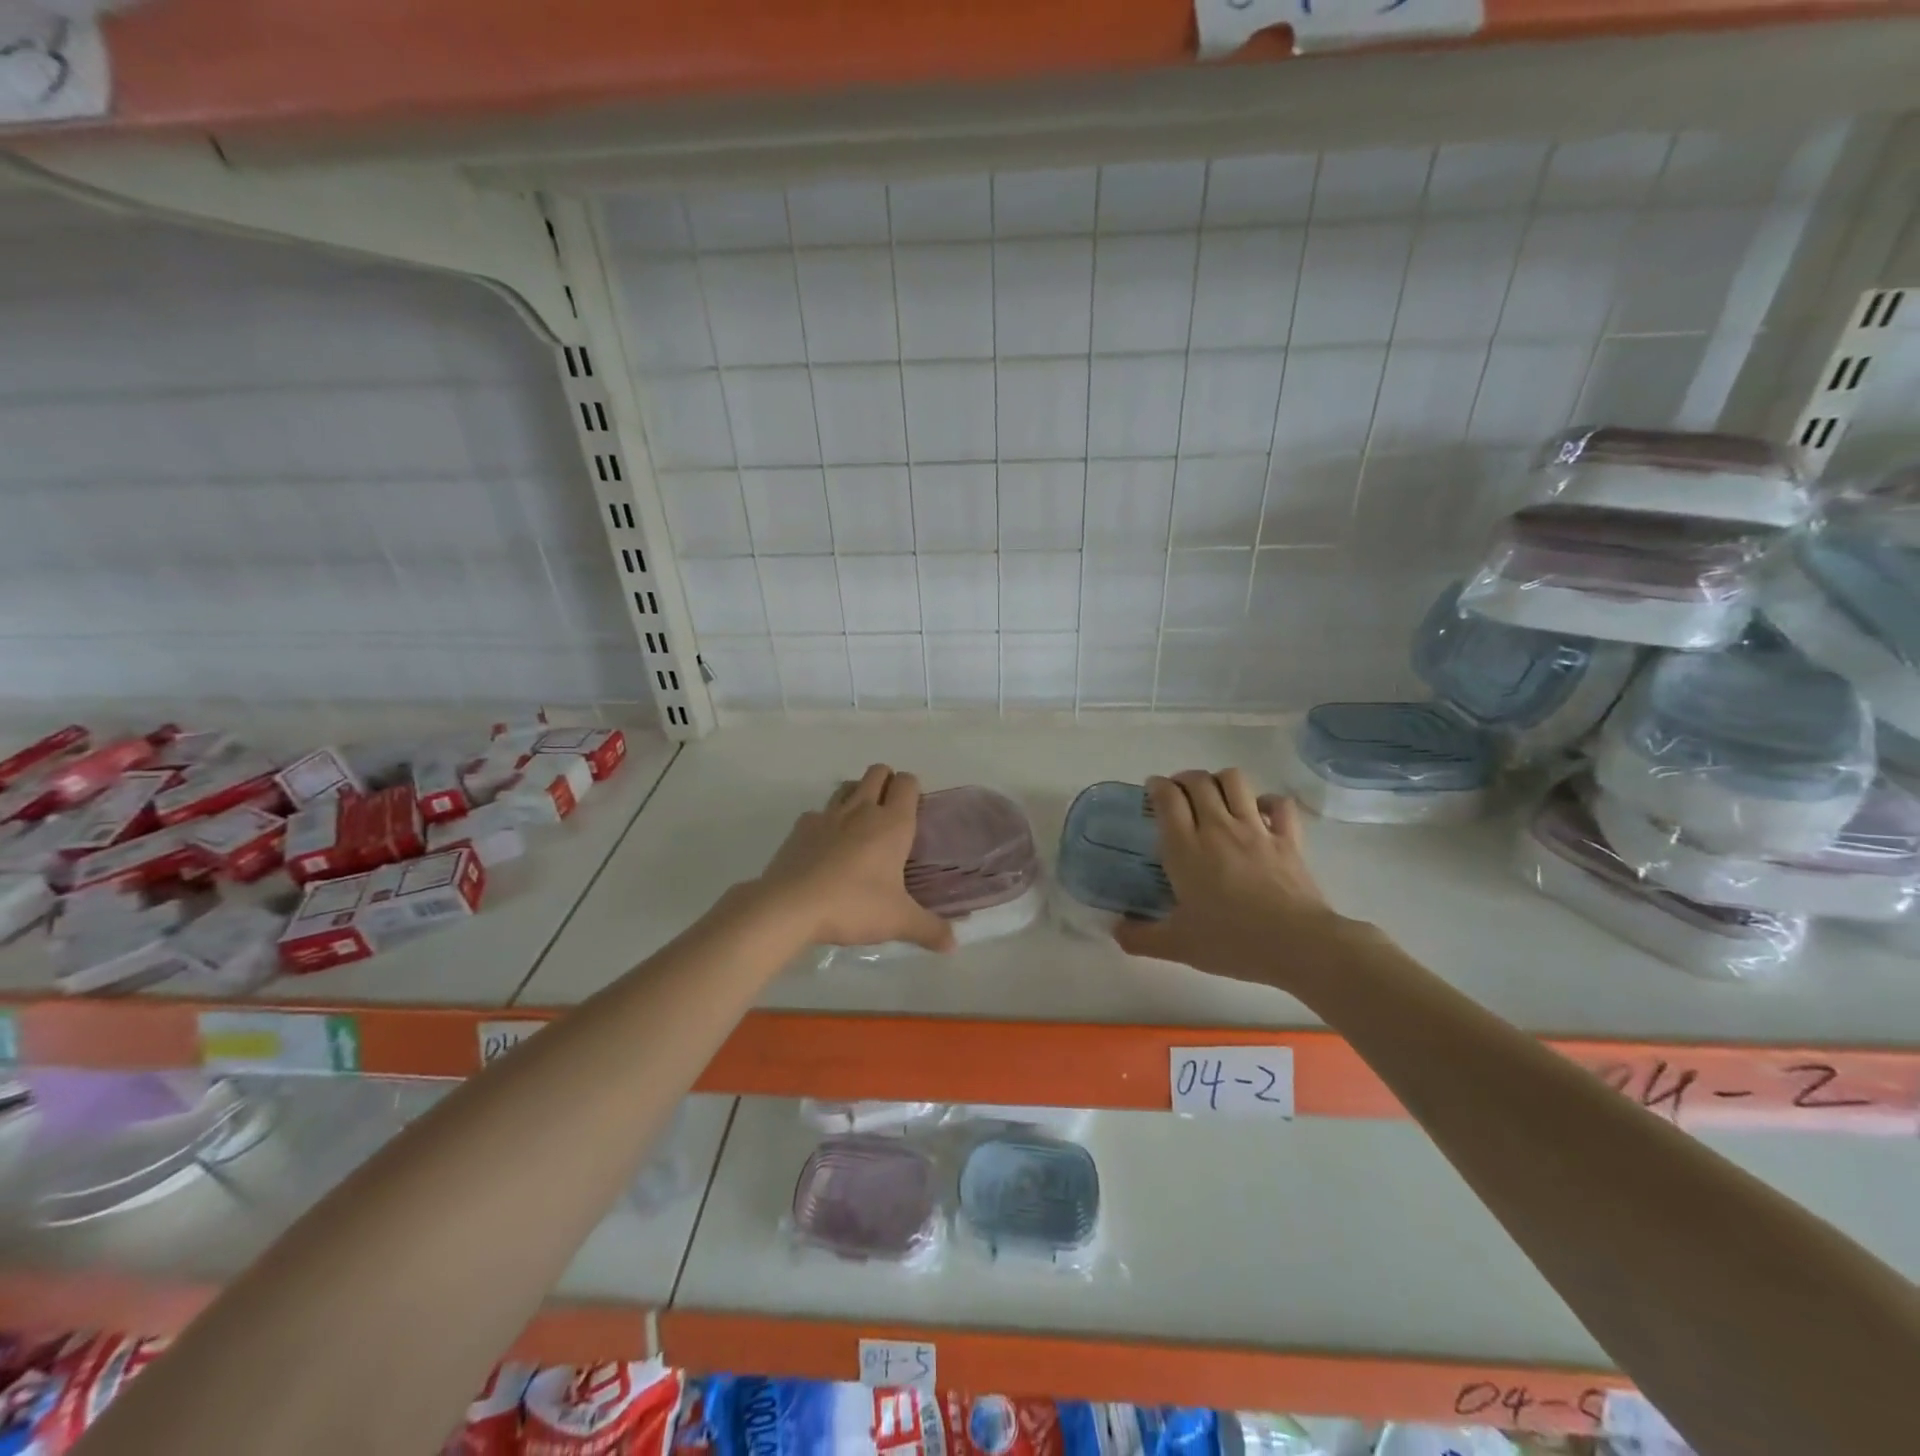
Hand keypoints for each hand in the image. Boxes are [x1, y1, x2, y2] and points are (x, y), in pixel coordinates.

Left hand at [753, 764, 955, 951]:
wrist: (789, 906)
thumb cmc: (853, 905)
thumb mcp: (898, 921)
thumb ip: (930, 929)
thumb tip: (953, 943)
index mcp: (892, 823)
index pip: (907, 782)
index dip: (913, 790)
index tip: (915, 812)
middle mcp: (862, 809)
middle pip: (878, 772)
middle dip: (886, 782)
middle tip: (890, 815)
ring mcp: (828, 815)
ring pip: (847, 786)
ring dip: (857, 795)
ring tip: (860, 826)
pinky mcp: (800, 827)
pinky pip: (818, 813)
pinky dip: (826, 823)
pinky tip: (825, 848)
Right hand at [1115, 768, 1354, 983]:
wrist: (1297, 945)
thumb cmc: (1231, 942)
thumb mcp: (1177, 946)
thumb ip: (1140, 937)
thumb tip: (1116, 930)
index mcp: (1185, 848)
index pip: (1167, 798)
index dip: (1156, 786)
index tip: (1152, 791)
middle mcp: (1217, 828)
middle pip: (1198, 781)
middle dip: (1184, 779)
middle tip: (1178, 794)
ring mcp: (1256, 829)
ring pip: (1235, 781)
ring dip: (1220, 781)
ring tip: (1214, 795)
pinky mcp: (1288, 838)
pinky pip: (1278, 803)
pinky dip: (1267, 801)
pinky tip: (1259, 812)